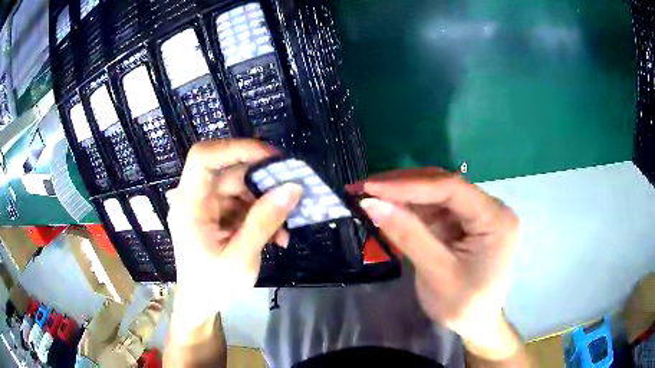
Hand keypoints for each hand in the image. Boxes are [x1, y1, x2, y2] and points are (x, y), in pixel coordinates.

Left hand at [167, 139, 301, 340]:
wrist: (200, 304)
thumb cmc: (212, 285)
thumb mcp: (240, 257)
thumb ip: (264, 222)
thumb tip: (292, 188)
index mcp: (189, 204)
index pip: (204, 157)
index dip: (236, 148)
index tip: (272, 158)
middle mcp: (195, 198)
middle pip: (229, 172)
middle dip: (262, 182)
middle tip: (292, 191)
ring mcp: (205, 206)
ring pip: (240, 188)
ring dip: (265, 204)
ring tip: (285, 229)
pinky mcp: (216, 215)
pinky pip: (241, 204)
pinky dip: (260, 215)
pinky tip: (276, 236)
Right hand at [353, 168, 519, 359]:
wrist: (476, 324)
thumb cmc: (463, 305)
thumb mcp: (436, 273)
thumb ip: (407, 235)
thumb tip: (370, 203)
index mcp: (496, 219)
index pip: (452, 188)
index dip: (409, 184)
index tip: (371, 187)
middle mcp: (491, 208)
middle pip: (444, 186)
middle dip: (403, 186)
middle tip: (364, 188)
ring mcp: (478, 214)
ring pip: (436, 194)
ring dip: (403, 195)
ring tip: (370, 196)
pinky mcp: (465, 222)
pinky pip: (436, 208)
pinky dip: (410, 208)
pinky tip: (389, 208)